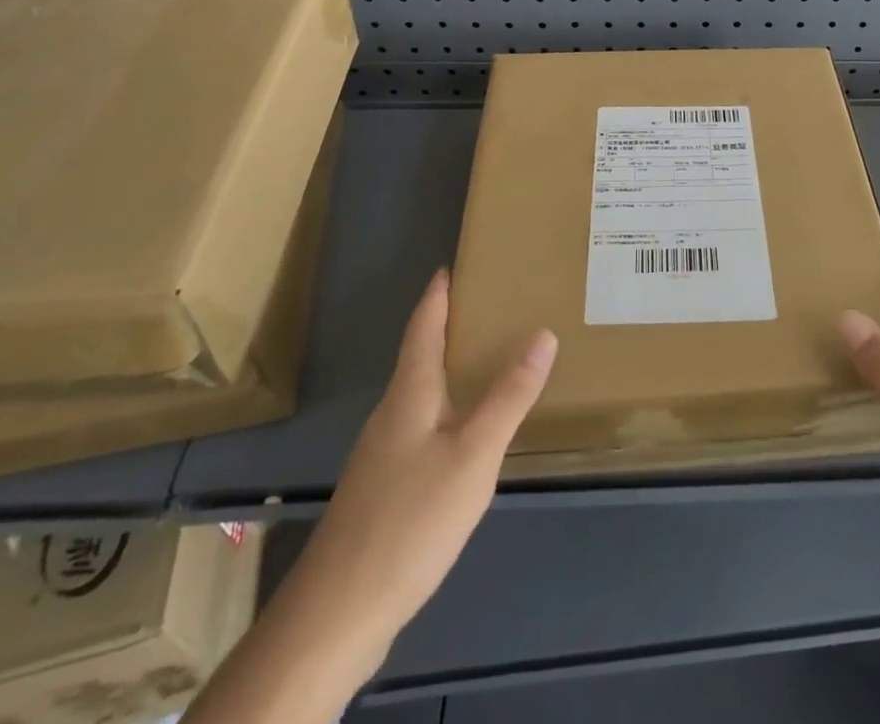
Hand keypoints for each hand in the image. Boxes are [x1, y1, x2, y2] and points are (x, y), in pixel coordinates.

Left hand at [283, 268, 555, 663]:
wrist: (336, 615)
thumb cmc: (410, 520)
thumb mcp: (474, 455)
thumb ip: (508, 396)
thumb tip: (543, 333)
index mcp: (410, 393)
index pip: (423, 326)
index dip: (438, 294)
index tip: (455, 264)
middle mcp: (392, 413)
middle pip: (421, 355)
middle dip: (451, 326)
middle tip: (494, 305)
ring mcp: (382, 453)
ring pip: (421, 392)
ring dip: (450, 367)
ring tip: (490, 358)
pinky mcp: (383, 488)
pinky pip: (422, 425)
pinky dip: (448, 407)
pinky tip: (467, 430)